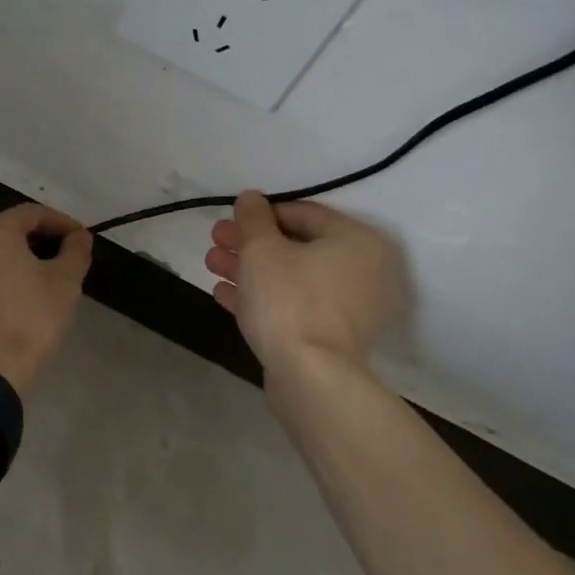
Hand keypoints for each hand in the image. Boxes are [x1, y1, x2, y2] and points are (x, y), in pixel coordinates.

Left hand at [0, 204, 93, 394]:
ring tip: (30, 290)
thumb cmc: (30, 320)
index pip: (32, 214)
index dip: (61, 223)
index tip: (80, 238)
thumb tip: (79, 237)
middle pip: (3, 236)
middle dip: (33, 245)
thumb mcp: (65, 283)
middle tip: (58, 263)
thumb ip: (75, 252)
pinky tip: (3, 314)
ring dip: (7, 270)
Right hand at [204, 191, 396, 375]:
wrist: (310, 376)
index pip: (303, 213)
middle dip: (250, 244)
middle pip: (296, 246)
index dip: (261, 213)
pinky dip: (263, 297)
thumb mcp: (262, 250)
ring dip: (250, 269)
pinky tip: (224, 294)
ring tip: (212, 266)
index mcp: (356, 240)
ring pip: (292, 277)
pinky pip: (295, 305)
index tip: (229, 220)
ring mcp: (350, 307)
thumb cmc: (288, 300)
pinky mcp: (332, 337)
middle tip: (215, 242)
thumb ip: (253, 219)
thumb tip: (251, 197)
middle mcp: (362, 270)